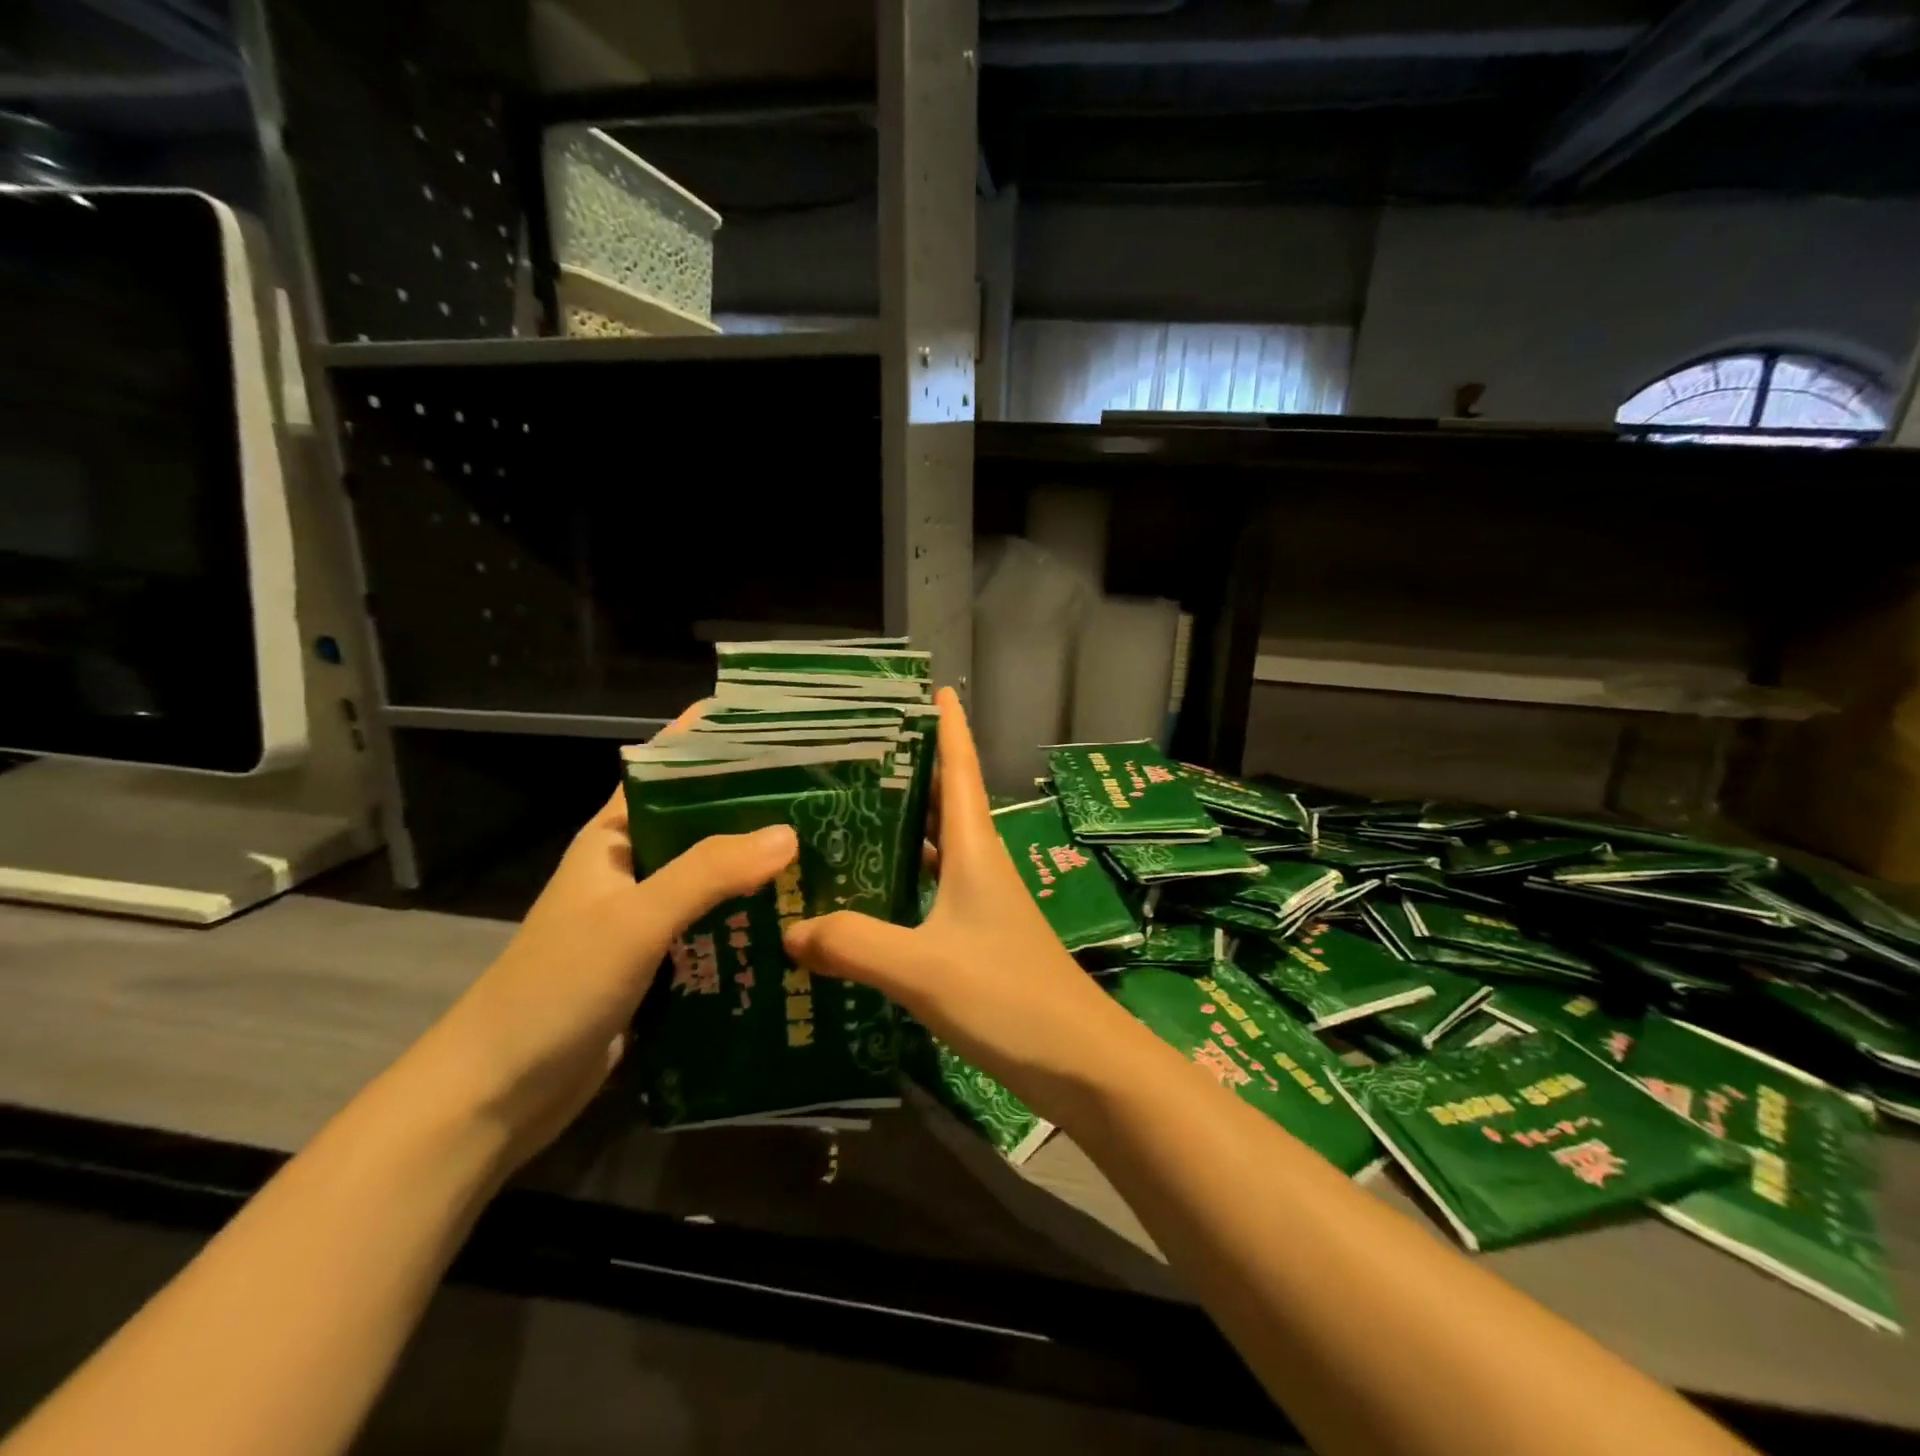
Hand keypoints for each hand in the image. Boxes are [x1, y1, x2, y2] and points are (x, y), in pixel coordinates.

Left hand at [412, 720, 797, 1170]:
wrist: (499, 1094)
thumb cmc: (556, 988)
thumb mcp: (634, 919)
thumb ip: (709, 872)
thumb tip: (789, 833)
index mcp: (613, 838)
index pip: (668, 770)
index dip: (715, 744)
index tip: (778, 728)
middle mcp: (633, 869)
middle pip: (702, 824)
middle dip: (757, 810)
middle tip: (827, 796)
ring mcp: (647, 919)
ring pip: (714, 880)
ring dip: (760, 870)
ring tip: (830, 852)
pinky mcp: (661, 964)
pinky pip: (716, 928)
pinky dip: (751, 922)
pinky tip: (799, 920)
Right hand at [784, 687, 1148, 1120]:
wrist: (1080, 1062)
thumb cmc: (1008, 997)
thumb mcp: (923, 968)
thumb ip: (854, 944)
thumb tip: (790, 928)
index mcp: (974, 849)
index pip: (960, 769)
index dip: (948, 726)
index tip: (930, 688)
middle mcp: (980, 865)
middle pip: (943, 801)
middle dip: (909, 770)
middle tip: (852, 753)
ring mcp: (982, 904)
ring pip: (936, 848)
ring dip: (901, 828)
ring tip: (844, 816)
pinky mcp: (979, 939)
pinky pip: (932, 893)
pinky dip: (902, 883)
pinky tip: (866, 899)